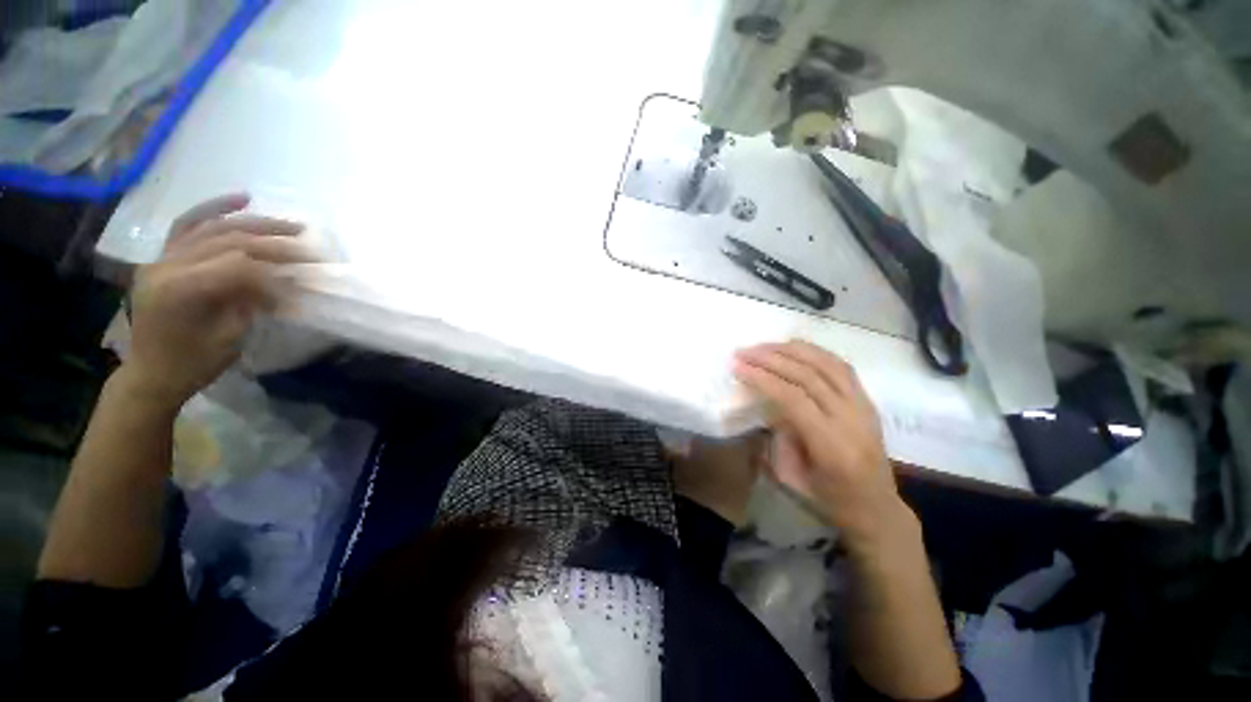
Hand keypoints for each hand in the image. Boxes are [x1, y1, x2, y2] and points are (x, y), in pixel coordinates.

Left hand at [121, 193, 314, 411]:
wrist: (151, 373)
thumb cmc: (193, 363)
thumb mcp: (230, 337)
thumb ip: (252, 302)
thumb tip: (284, 282)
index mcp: (181, 289)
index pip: (238, 266)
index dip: (276, 275)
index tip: (302, 288)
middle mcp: (167, 264)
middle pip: (229, 241)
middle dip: (274, 243)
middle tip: (310, 248)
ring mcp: (162, 257)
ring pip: (213, 227)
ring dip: (255, 223)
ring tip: (290, 225)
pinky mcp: (163, 257)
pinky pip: (188, 224)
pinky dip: (215, 209)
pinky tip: (241, 199)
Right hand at [734, 340, 906, 548]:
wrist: (876, 508)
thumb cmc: (828, 500)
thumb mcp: (791, 478)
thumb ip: (777, 438)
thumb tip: (767, 406)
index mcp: (831, 446)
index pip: (793, 398)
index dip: (763, 379)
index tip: (738, 367)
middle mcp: (851, 420)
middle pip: (809, 376)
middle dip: (772, 359)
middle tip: (744, 351)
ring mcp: (864, 407)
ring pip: (827, 365)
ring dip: (793, 350)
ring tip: (765, 345)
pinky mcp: (868, 401)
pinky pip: (841, 367)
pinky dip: (816, 352)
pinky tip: (795, 348)